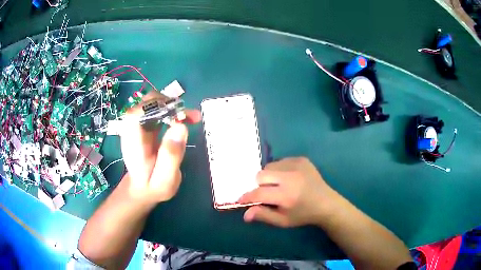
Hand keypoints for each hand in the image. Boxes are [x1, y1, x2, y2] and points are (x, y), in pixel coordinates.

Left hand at [120, 91, 200, 204]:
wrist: (142, 187)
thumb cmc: (153, 186)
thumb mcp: (164, 180)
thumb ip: (170, 157)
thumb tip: (181, 126)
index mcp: (133, 144)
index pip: (134, 115)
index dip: (153, 108)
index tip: (176, 114)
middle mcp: (132, 130)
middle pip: (144, 104)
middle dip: (168, 104)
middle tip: (188, 116)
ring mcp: (138, 125)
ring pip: (152, 103)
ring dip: (173, 106)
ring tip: (192, 117)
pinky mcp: (145, 125)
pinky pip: (158, 110)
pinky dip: (173, 110)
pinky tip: (185, 118)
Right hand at [238, 157, 338, 227]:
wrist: (326, 203)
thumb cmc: (303, 215)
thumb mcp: (283, 221)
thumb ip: (263, 215)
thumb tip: (245, 214)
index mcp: (286, 195)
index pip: (258, 193)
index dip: (247, 197)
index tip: (241, 200)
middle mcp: (290, 177)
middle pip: (261, 175)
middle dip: (259, 185)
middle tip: (267, 193)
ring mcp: (297, 165)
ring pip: (270, 166)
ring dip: (269, 176)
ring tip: (278, 186)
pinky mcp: (301, 159)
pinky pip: (281, 161)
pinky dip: (279, 170)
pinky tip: (288, 179)